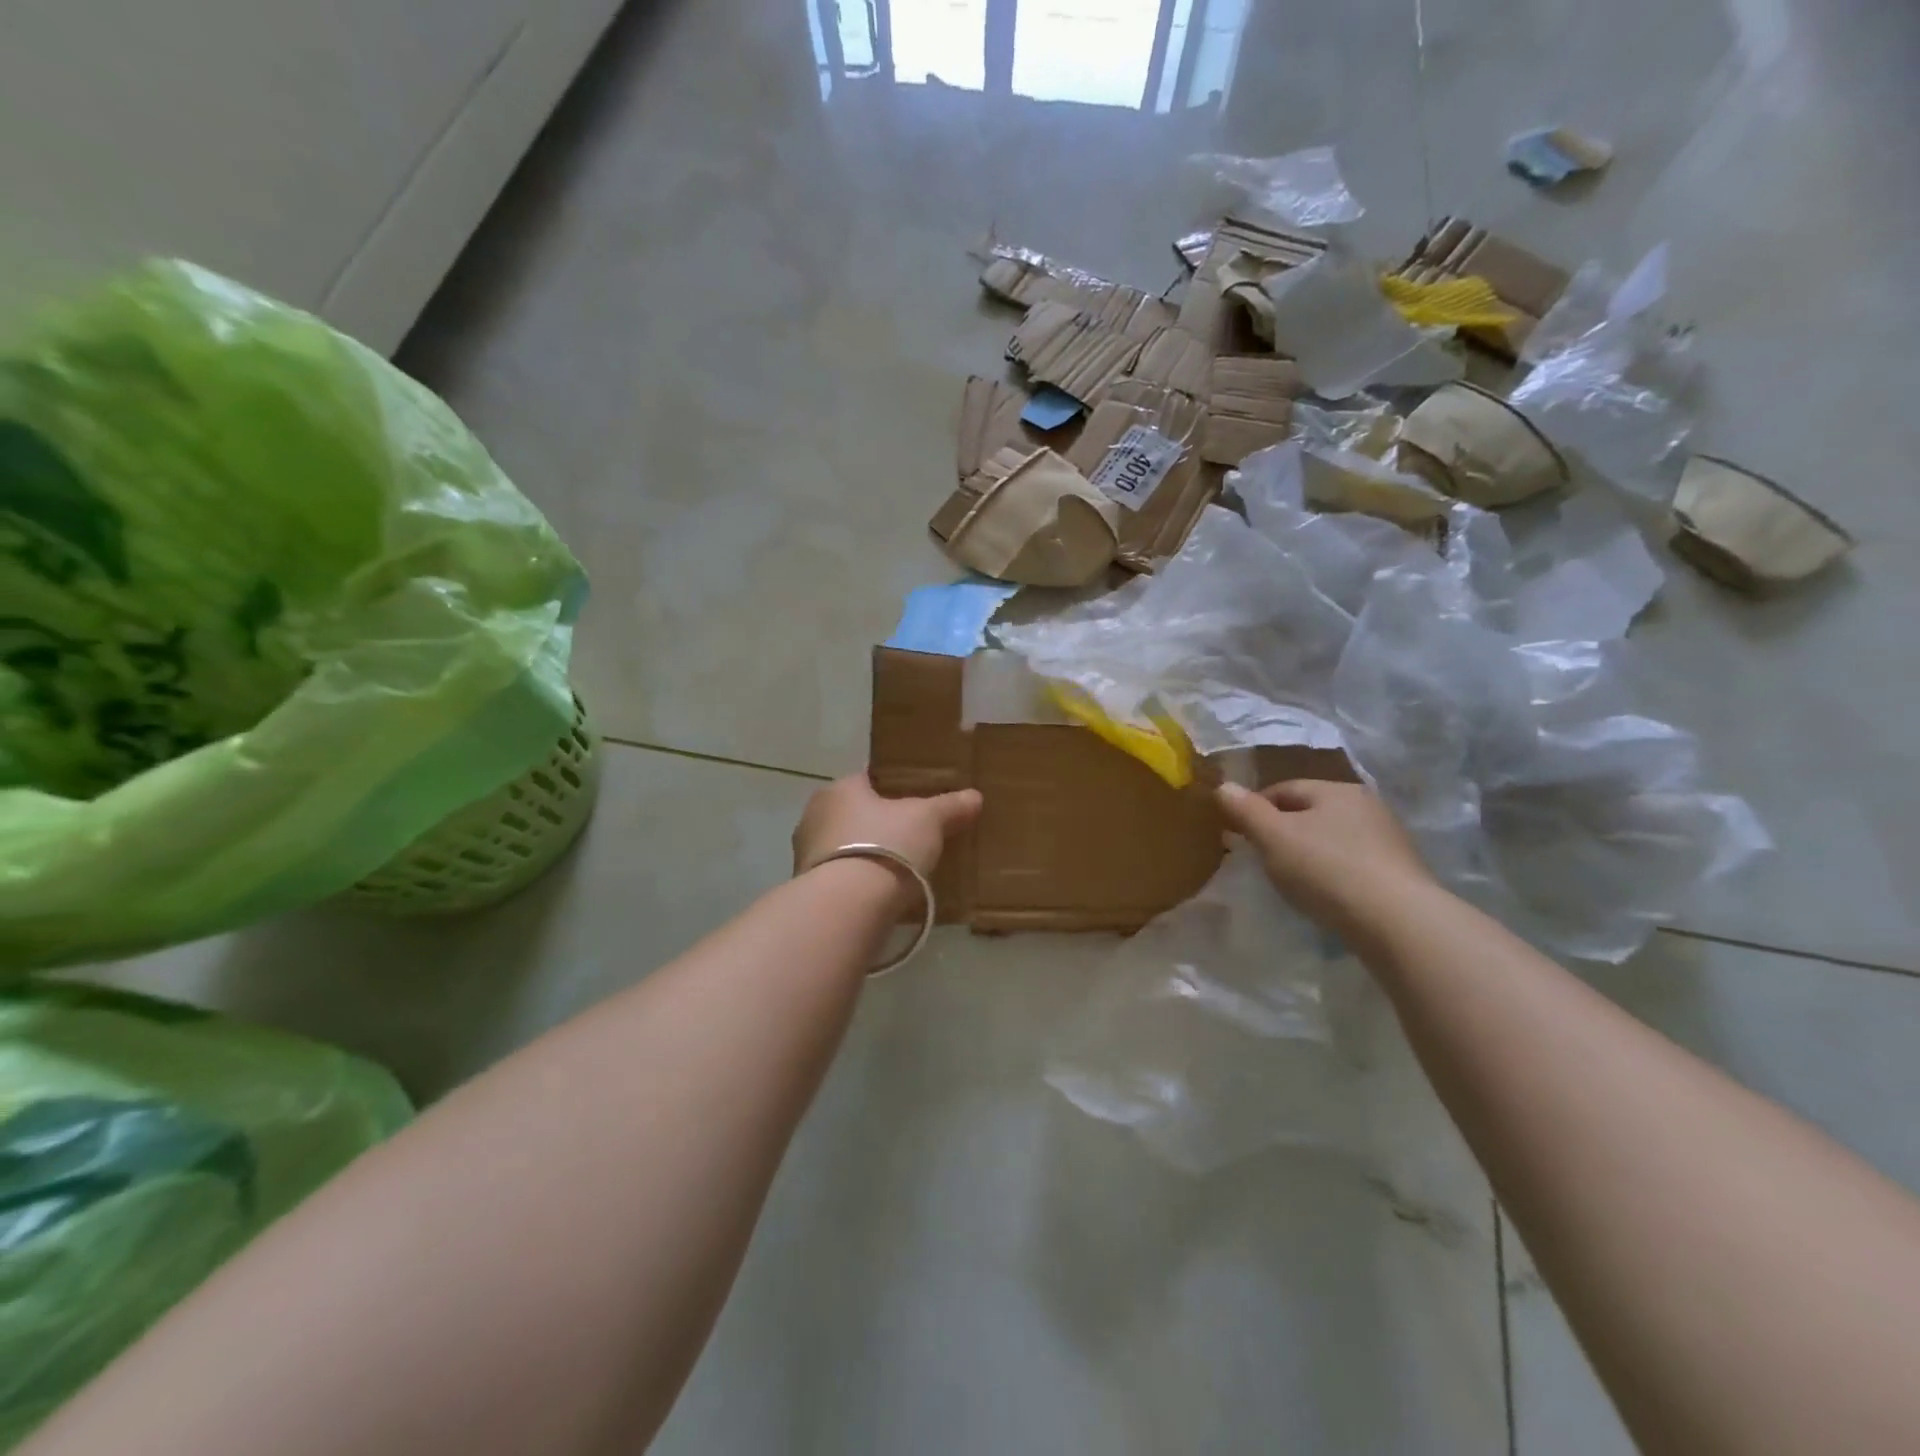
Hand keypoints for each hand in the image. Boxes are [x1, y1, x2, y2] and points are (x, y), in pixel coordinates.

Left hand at [792, 774, 982, 882]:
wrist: (848, 905)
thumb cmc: (887, 845)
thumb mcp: (928, 820)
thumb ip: (950, 807)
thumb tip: (975, 796)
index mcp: (841, 788)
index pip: (869, 779)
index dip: (894, 788)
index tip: (916, 802)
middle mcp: (815, 814)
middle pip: (855, 814)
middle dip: (879, 824)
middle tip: (912, 837)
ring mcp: (806, 853)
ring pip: (845, 846)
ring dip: (865, 855)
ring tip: (898, 869)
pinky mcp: (808, 889)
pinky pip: (840, 877)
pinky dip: (857, 882)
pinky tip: (879, 894)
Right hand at [1215, 779, 1436, 938]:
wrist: (1398, 922)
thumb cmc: (1326, 869)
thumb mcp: (1273, 837)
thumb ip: (1246, 810)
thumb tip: (1223, 786)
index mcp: (1336, 789)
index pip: (1284, 789)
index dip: (1255, 808)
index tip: (1237, 834)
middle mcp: (1367, 806)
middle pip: (1311, 812)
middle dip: (1283, 831)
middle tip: (1261, 858)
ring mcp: (1389, 840)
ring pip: (1333, 839)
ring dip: (1310, 853)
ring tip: (1292, 881)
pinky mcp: (1400, 874)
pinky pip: (1353, 865)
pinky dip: (1333, 874)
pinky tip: (1325, 896)